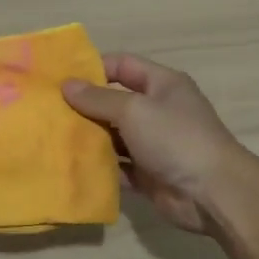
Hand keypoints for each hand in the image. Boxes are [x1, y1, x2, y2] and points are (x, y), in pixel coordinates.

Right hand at [62, 53, 247, 235]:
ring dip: (87, 137)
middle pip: (113, 102)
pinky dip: (97, 166)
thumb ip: (98, 98)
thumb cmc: (176, 138)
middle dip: (83, 105)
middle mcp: (157, 110)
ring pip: (112, 136)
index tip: (60, 77)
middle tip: (46, 109)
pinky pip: (116, 166)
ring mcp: (152, 144)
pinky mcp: (147, 174)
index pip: (123, 65)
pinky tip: (69, 165)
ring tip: (50, 137)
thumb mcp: (134, 110)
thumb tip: (67, 85)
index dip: (93, 68)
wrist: (212, 193)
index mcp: (162, 84)